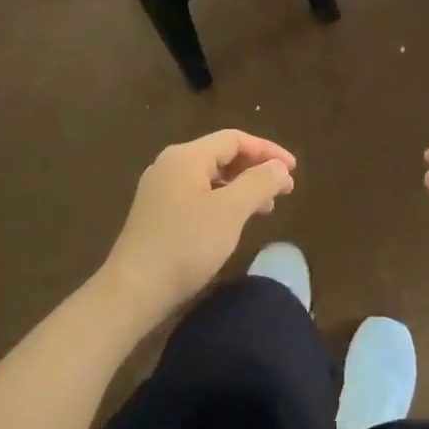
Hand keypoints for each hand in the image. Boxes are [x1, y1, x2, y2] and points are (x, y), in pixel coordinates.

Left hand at [98, 131, 295, 321]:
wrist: (134, 289)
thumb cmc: (186, 244)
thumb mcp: (230, 211)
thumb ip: (259, 183)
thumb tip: (280, 167)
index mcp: (186, 156)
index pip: (234, 139)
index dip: (268, 150)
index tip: (294, 170)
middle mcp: (170, 165)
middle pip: (221, 155)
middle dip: (256, 169)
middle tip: (285, 190)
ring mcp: (160, 189)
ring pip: (210, 177)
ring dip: (241, 187)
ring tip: (266, 207)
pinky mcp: (156, 213)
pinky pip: (197, 195)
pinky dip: (222, 201)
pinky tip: (234, 221)